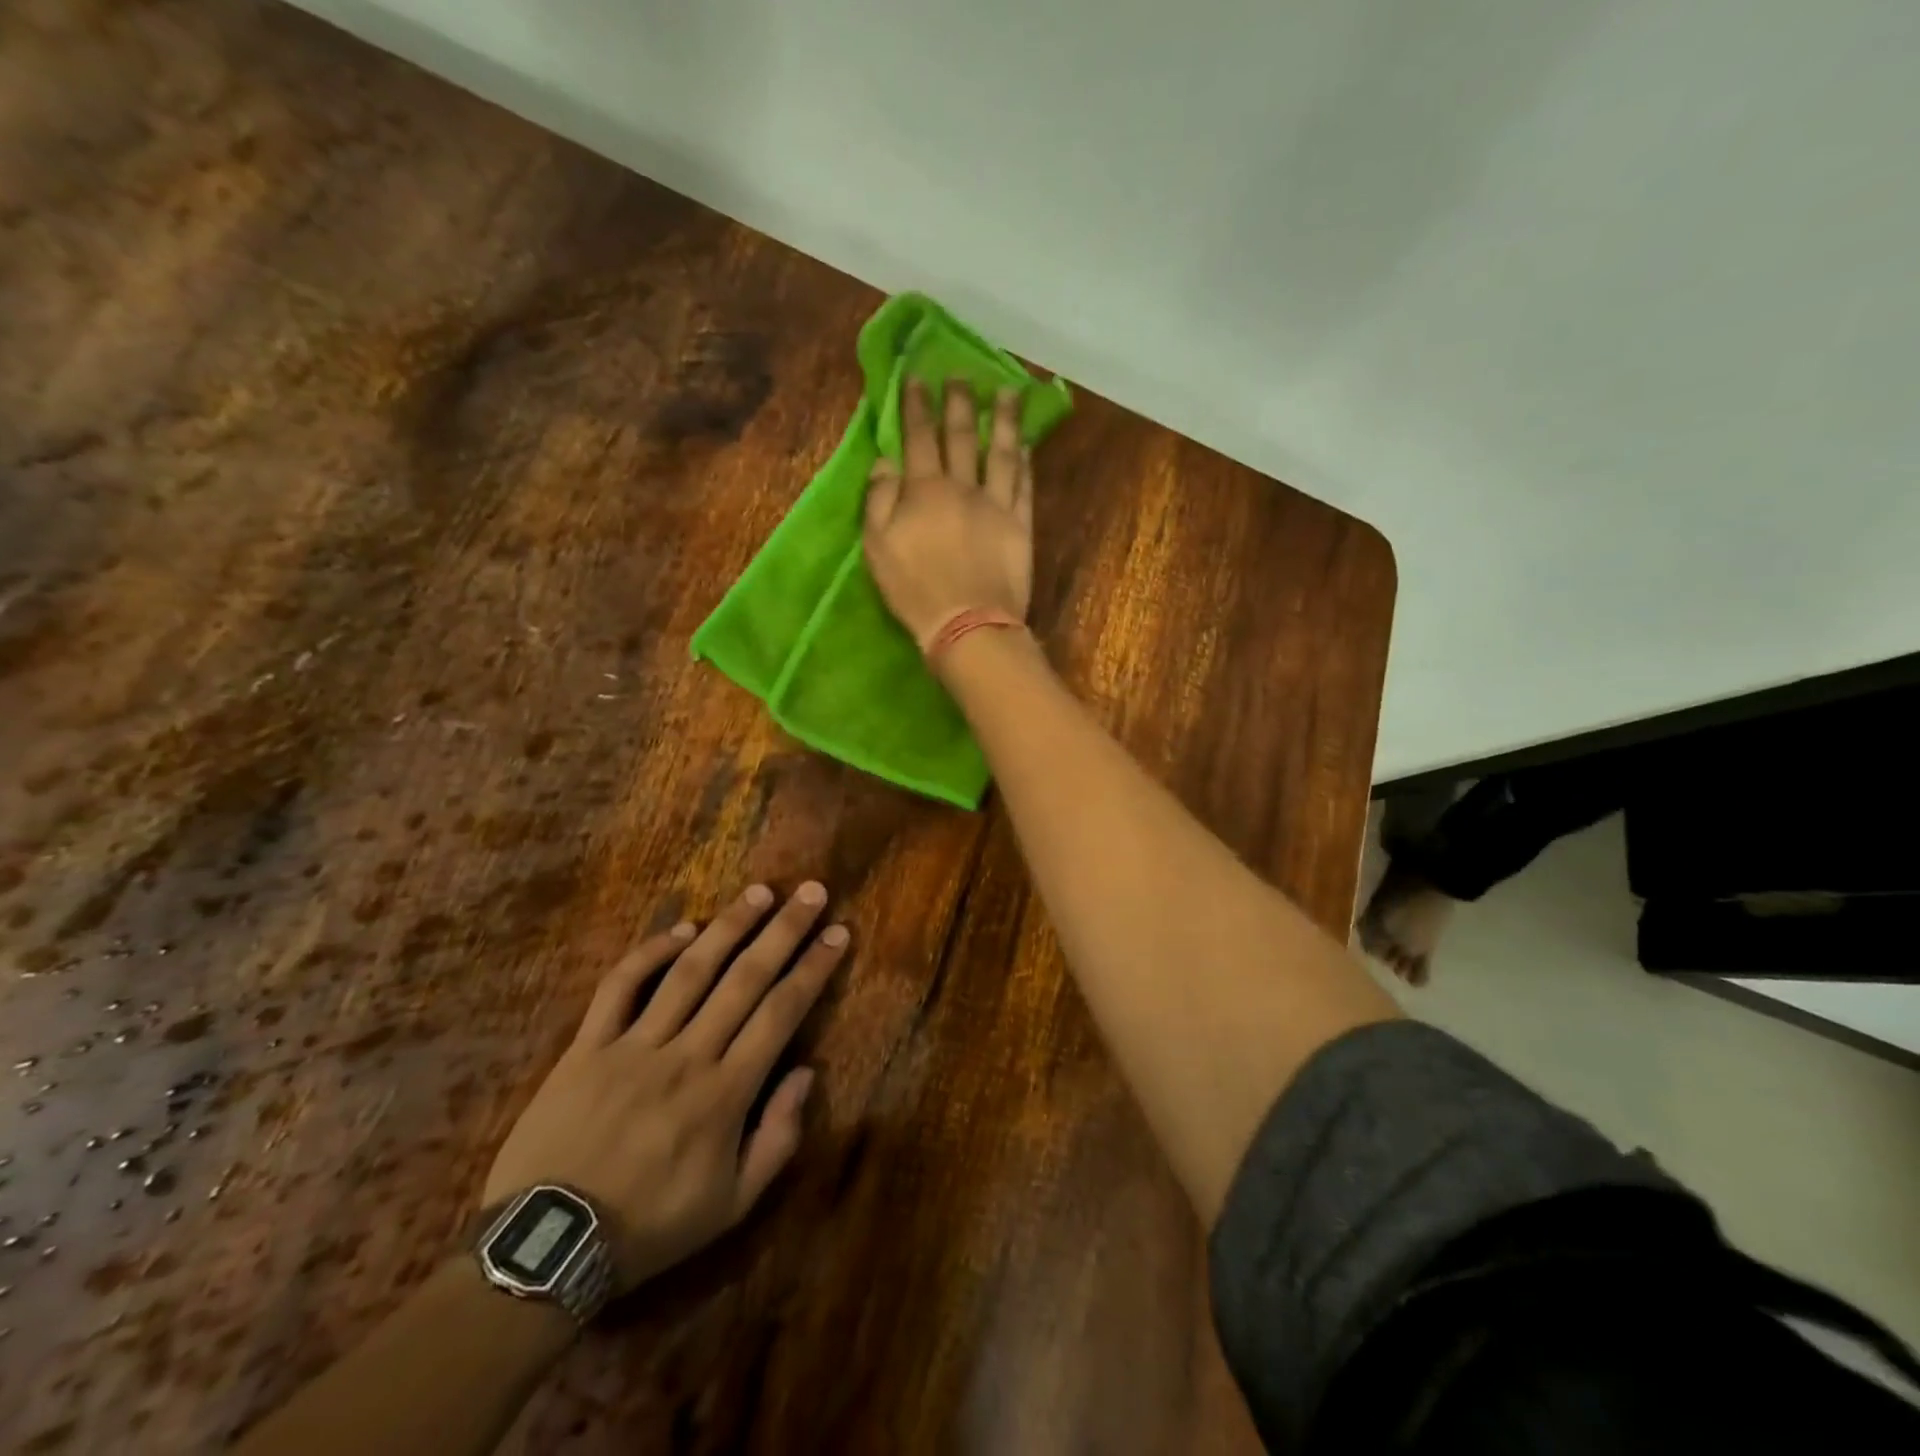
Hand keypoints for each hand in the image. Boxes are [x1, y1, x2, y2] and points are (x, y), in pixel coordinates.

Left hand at [483, 882, 847, 1294]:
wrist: (547, 1249)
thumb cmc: (650, 1227)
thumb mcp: (732, 1206)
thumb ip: (777, 1139)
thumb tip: (806, 1073)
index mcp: (726, 1094)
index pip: (782, 1013)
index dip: (813, 968)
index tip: (837, 932)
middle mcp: (688, 1056)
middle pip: (745, 979)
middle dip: (784, 931)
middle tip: (811, 891)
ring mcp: (635, 1046)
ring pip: (690, 971)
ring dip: (729, 927)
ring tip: (759, 893)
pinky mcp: (588, 1046)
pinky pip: (620, 987)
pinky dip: (651, 952)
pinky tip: (682, 928)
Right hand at [863, 378, 1033, 647]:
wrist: (967, 623)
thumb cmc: (914, 589)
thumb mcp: (878, 546)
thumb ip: (879, 499)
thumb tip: (885, 460)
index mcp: (924, 490)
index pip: (919, 437)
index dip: (917, 406)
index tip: (918, 378)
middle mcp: (963, 486)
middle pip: (962, 436)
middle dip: (959, 402)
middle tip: (961, 376)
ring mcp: (996, 504)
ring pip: (1001, 451)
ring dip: (1002, 420)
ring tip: (1006, 393)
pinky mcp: (1020, 525)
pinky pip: (1023, 484)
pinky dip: (1024, 460)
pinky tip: (1025, 443)